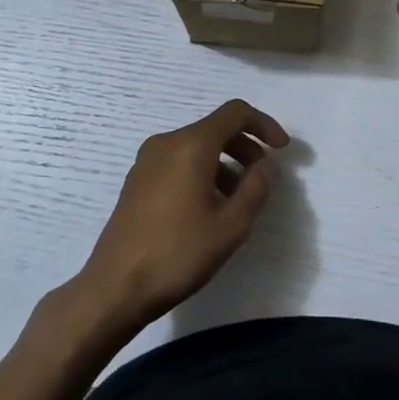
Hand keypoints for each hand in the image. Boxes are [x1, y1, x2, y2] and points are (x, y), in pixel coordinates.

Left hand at [75, 100, 289, 329]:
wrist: (115, 287)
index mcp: (191, 145)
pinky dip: (203, 171)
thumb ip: (256, 188)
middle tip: (263, 178)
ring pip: (197, 146)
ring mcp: (147, 160)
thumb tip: (264, 166)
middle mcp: (167, 142)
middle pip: (215, 128)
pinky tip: (209, 206)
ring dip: (225, 162)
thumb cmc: (178, 253)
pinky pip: (179, 160)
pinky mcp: (137, 180)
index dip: (264, 125)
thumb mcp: (231, 226)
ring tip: (238, 199)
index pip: (235, 113)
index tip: (282, 149)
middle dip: (246, 147)